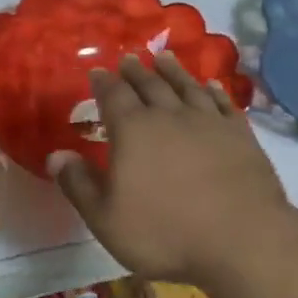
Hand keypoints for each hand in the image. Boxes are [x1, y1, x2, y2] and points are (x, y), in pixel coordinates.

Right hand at [49, 54, 297, 288]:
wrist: (241, 240)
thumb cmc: (165, 232)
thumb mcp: (107, 219)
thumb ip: (79, 185)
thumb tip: (55, 155)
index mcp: (133, 130)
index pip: (113, 96)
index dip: (103, 82)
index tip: (97, 71)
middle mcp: (169, 115)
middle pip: (149, 85)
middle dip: (135, 71)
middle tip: (128, 59)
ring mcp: (207, 121)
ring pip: (185, 86)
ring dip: (173, 71)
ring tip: (163, 58)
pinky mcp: (239, 134)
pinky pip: (222, 102)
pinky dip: (213, 90)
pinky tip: (210, 84)